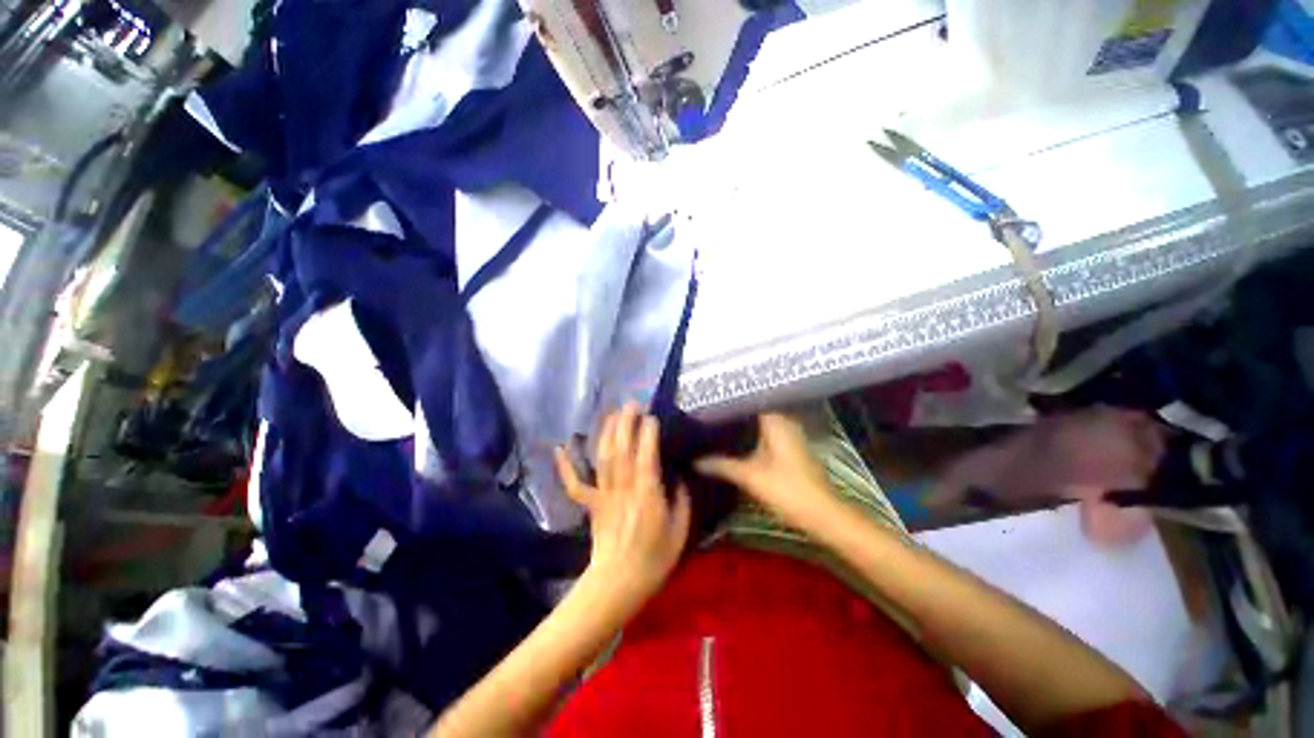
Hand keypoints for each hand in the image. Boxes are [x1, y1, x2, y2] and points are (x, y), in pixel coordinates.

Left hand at [555, 404, 690, 608]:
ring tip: (612, 413)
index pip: (647, 456)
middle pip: (622, 450)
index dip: (648, 434)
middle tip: (631, 403)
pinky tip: (560, 446)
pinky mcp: (591, 504)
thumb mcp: (680, 530)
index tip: (651, 416)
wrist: (619, 584)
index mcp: (647, 495)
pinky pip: (575, 484)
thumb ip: (681, 499)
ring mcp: (604, 495)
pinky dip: (565, 466)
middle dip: (625, 424)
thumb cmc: (654, 559)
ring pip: (603, 458)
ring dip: (607, 433)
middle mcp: (623, 489)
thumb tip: (677, 476)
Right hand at [695, 413, 839, 532]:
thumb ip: (720, 464)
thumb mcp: (748, 476)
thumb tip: (693, 460)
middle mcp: (784, 420)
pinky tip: (734, 443)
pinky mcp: (791, 448)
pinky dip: (750, 437)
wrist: (822, 514)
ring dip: (740, 427)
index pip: (747, 400)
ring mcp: (790, 434)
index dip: (726, 402)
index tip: (706, 404)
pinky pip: (765, 434)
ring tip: (714, 427)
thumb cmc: (786, 489)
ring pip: (759, 424)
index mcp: (775, 419)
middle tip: (705, 416)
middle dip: (730, 415)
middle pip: (752, 412)